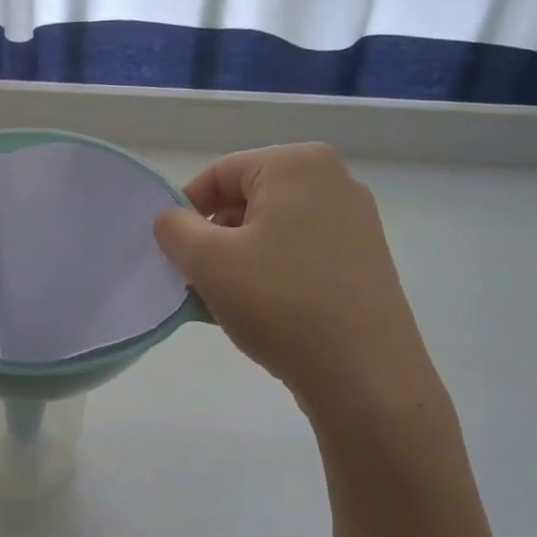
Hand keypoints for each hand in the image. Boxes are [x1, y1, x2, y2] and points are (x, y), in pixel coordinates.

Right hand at [154, 144, 440, 424]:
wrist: (363, 373)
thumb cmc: (280, 303)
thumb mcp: (208, 262)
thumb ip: (175, 229)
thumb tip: (172, 219)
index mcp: (297, 164)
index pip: (219, 174)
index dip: (185, 210)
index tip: (172, 253)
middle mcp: (334, 180)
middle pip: (248, 198)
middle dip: (214, 236)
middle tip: (196, 280)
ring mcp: (356, 221)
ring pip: (274, 228)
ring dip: (240, 258)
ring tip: (226, 301)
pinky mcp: (365, 259)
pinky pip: (301, 252)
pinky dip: (273, 272)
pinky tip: (263, 311)